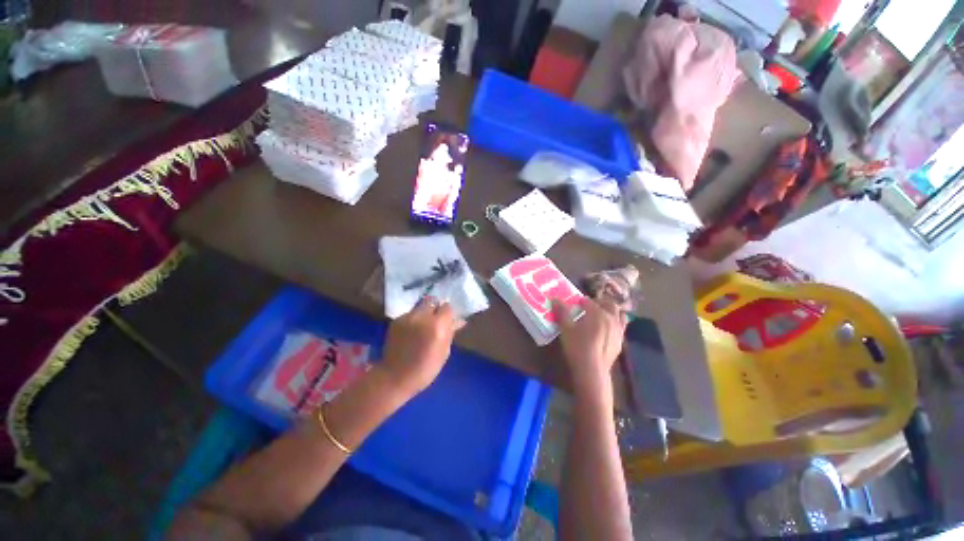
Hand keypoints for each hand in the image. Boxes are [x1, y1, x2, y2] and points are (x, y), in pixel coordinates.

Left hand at [379, 296, 460, 398]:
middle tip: (436, 321)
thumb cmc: (425, 369)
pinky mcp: (396, 321)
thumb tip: (459, 321)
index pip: (447, 307)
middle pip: (432, 301)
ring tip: (422, 327)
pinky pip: (410, 314)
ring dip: (424, 313)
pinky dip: (414, 319)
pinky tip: (412, 332)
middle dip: (436, 308)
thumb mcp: (444, 352)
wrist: (394, 378)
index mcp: (437, 325)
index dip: (448, 314)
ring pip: (420, 306)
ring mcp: (407, 317)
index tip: (447, 322)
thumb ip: (451, 333)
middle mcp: (422, 317)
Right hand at [552, 297, 626, 398]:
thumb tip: (555, 299)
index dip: (581, 301)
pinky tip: (607, 330)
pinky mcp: (621, 341)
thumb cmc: (577, 346)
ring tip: (602, 315)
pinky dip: (615, 323)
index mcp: (597, 312)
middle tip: (589, 306)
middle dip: (599, 302)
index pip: (589, 301)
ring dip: (611, 311)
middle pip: (608, 304)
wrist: (592, 370)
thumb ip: (562, 311)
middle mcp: (611, 317)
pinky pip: (621, 326)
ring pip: (619, 314)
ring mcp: (619, 330)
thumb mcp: (565, 328)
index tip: (575, 303)